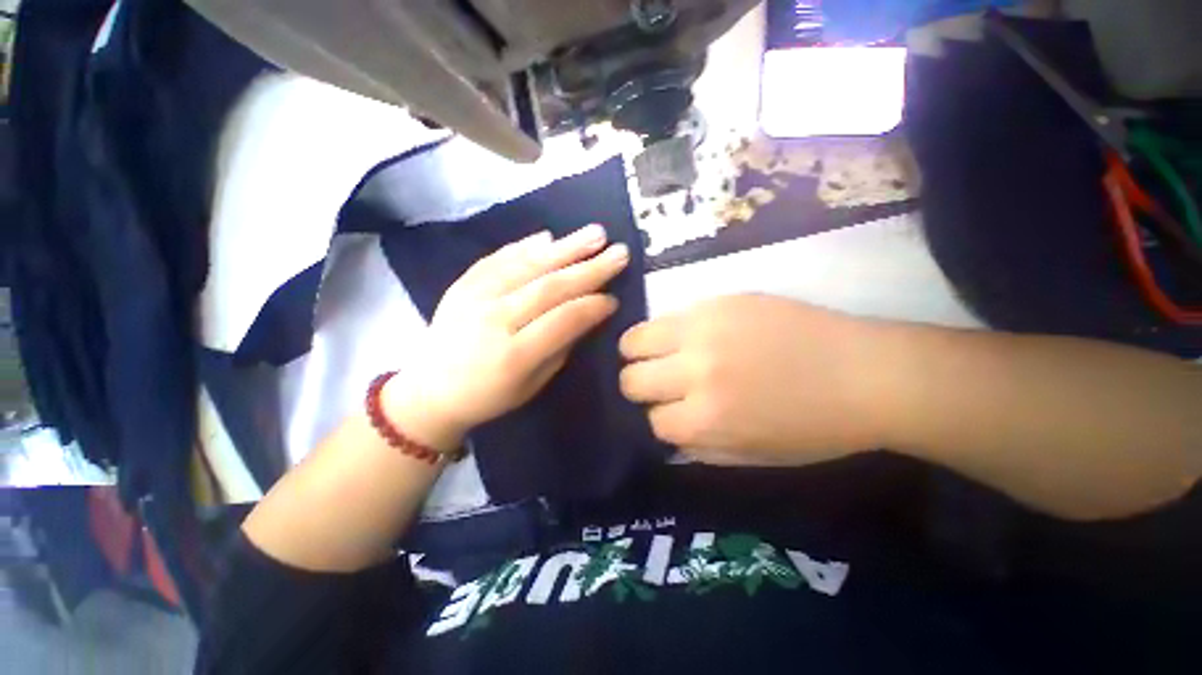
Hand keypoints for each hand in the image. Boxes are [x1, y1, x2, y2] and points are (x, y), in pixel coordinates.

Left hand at [385, 224, 629, 450]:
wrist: (430, 392)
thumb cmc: (489, 397)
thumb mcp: (532, 385)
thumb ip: (560, 347)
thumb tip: (587, 314)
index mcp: (513, 356)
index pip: (562, 320)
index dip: (592, 307)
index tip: (614, 298)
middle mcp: (493, 320)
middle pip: (549, 287)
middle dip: (589, 269)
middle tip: (619, 253)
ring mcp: (473, 297)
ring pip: (527, 265)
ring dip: (565, 248)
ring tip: (595, 233)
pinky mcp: (462, 284)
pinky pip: (497, 259)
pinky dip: (525, 246)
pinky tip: (548, 237)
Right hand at [619, 295, 888, 465]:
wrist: (865, 373)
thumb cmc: (814, 427)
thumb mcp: (752, 456)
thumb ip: (699, 447)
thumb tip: (665, 430)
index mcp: (707, 419)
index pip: (653, 422)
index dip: (663, 420)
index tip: (676, 414)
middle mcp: (696, 372)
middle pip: (631, 380)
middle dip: (642, 387)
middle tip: (663, 384)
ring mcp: (703, 330)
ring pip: (633, 341)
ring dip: (640, 354)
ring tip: (660, 355)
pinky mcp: (715, 302)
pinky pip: (664, 317)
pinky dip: (662, 331)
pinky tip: (682, 336)